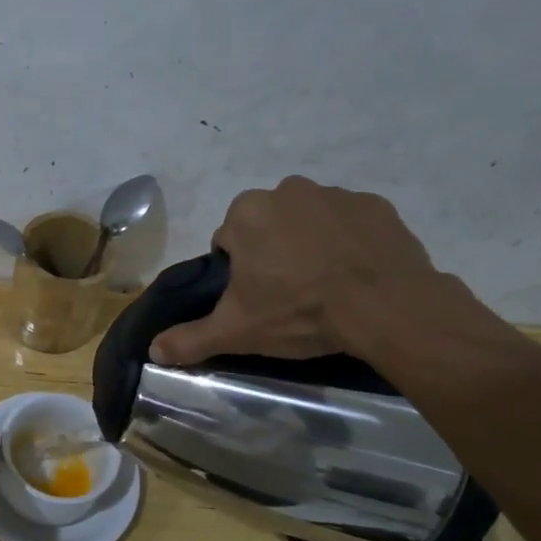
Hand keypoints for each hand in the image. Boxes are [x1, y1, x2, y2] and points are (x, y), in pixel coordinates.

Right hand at [149, 177, 443, 365]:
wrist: (387, 307)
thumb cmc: (300, 312)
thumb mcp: (237, 331)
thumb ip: (190, 339)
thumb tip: (152, 350)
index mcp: (246, 214)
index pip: (228, 242)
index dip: (239, 273)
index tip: (257, 299)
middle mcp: (287, 191)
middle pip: (268, 226)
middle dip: (273, 253)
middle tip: (289, 295)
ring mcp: (336, 194)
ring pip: (308, 222)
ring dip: (310, 245)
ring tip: (326, 287)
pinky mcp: (376, 206)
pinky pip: (350, 223)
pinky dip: (349, 243)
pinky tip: (357, 275)